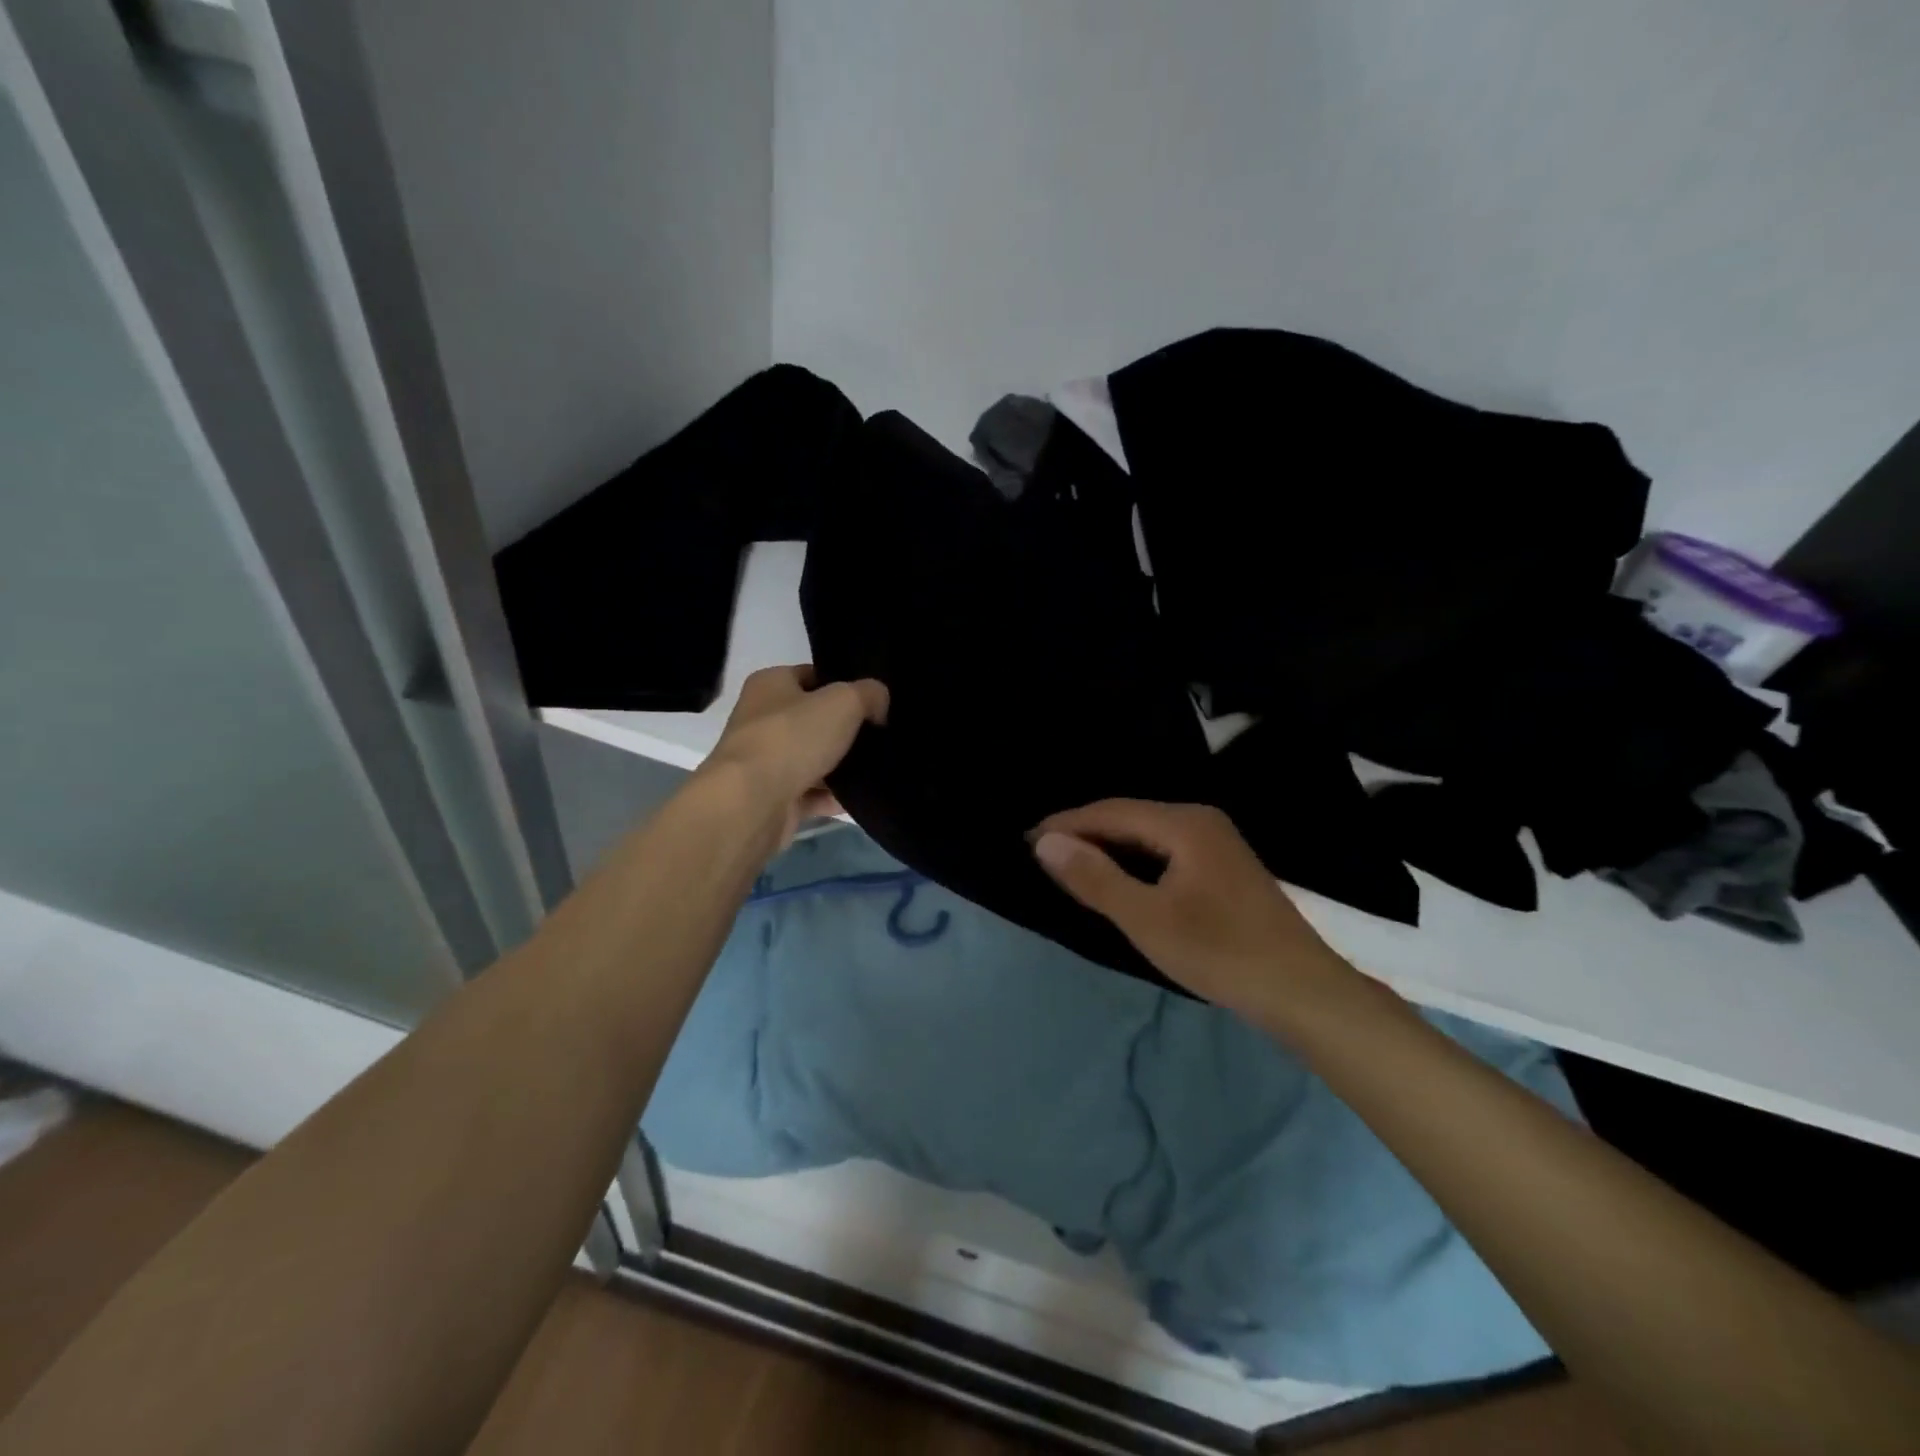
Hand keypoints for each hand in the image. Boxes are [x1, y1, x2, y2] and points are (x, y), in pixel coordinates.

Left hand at [703, 665, 887, 847]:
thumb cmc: (792, 739)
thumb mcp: (844, 702)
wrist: (752, 803)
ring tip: (877, 768)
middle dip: (845, 729)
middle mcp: (762, 719)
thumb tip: (879, 702)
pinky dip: (832, 798)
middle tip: (880, 735)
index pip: (811, 676)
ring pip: (812, 759)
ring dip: (840, 767)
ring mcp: (765, 762)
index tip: (873, 701)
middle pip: (813, 720)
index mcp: (770, 685)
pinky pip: (810, 794)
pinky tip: (860, 800)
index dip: (843, 685)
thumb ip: (868, 694)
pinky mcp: (772, 799)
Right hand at [1031, 800, 1352, 1016]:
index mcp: (1184, 823)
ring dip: (1107, 849)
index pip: (1110, 811)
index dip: (1066, 824)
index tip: (1025, 840)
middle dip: (1084, 833)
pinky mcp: (1223, 870)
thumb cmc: (1220, 952)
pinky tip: (1118, 880)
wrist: (1304, 993)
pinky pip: (1164, 852)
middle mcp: (1201, 821)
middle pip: (1129, 818)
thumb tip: (1046, 842)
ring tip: (1069, 865)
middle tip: (1041, 853)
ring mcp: (1217, 844)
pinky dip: (1133, 863)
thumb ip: (1095, 877)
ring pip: (1147, 836)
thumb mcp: (1147, 918)